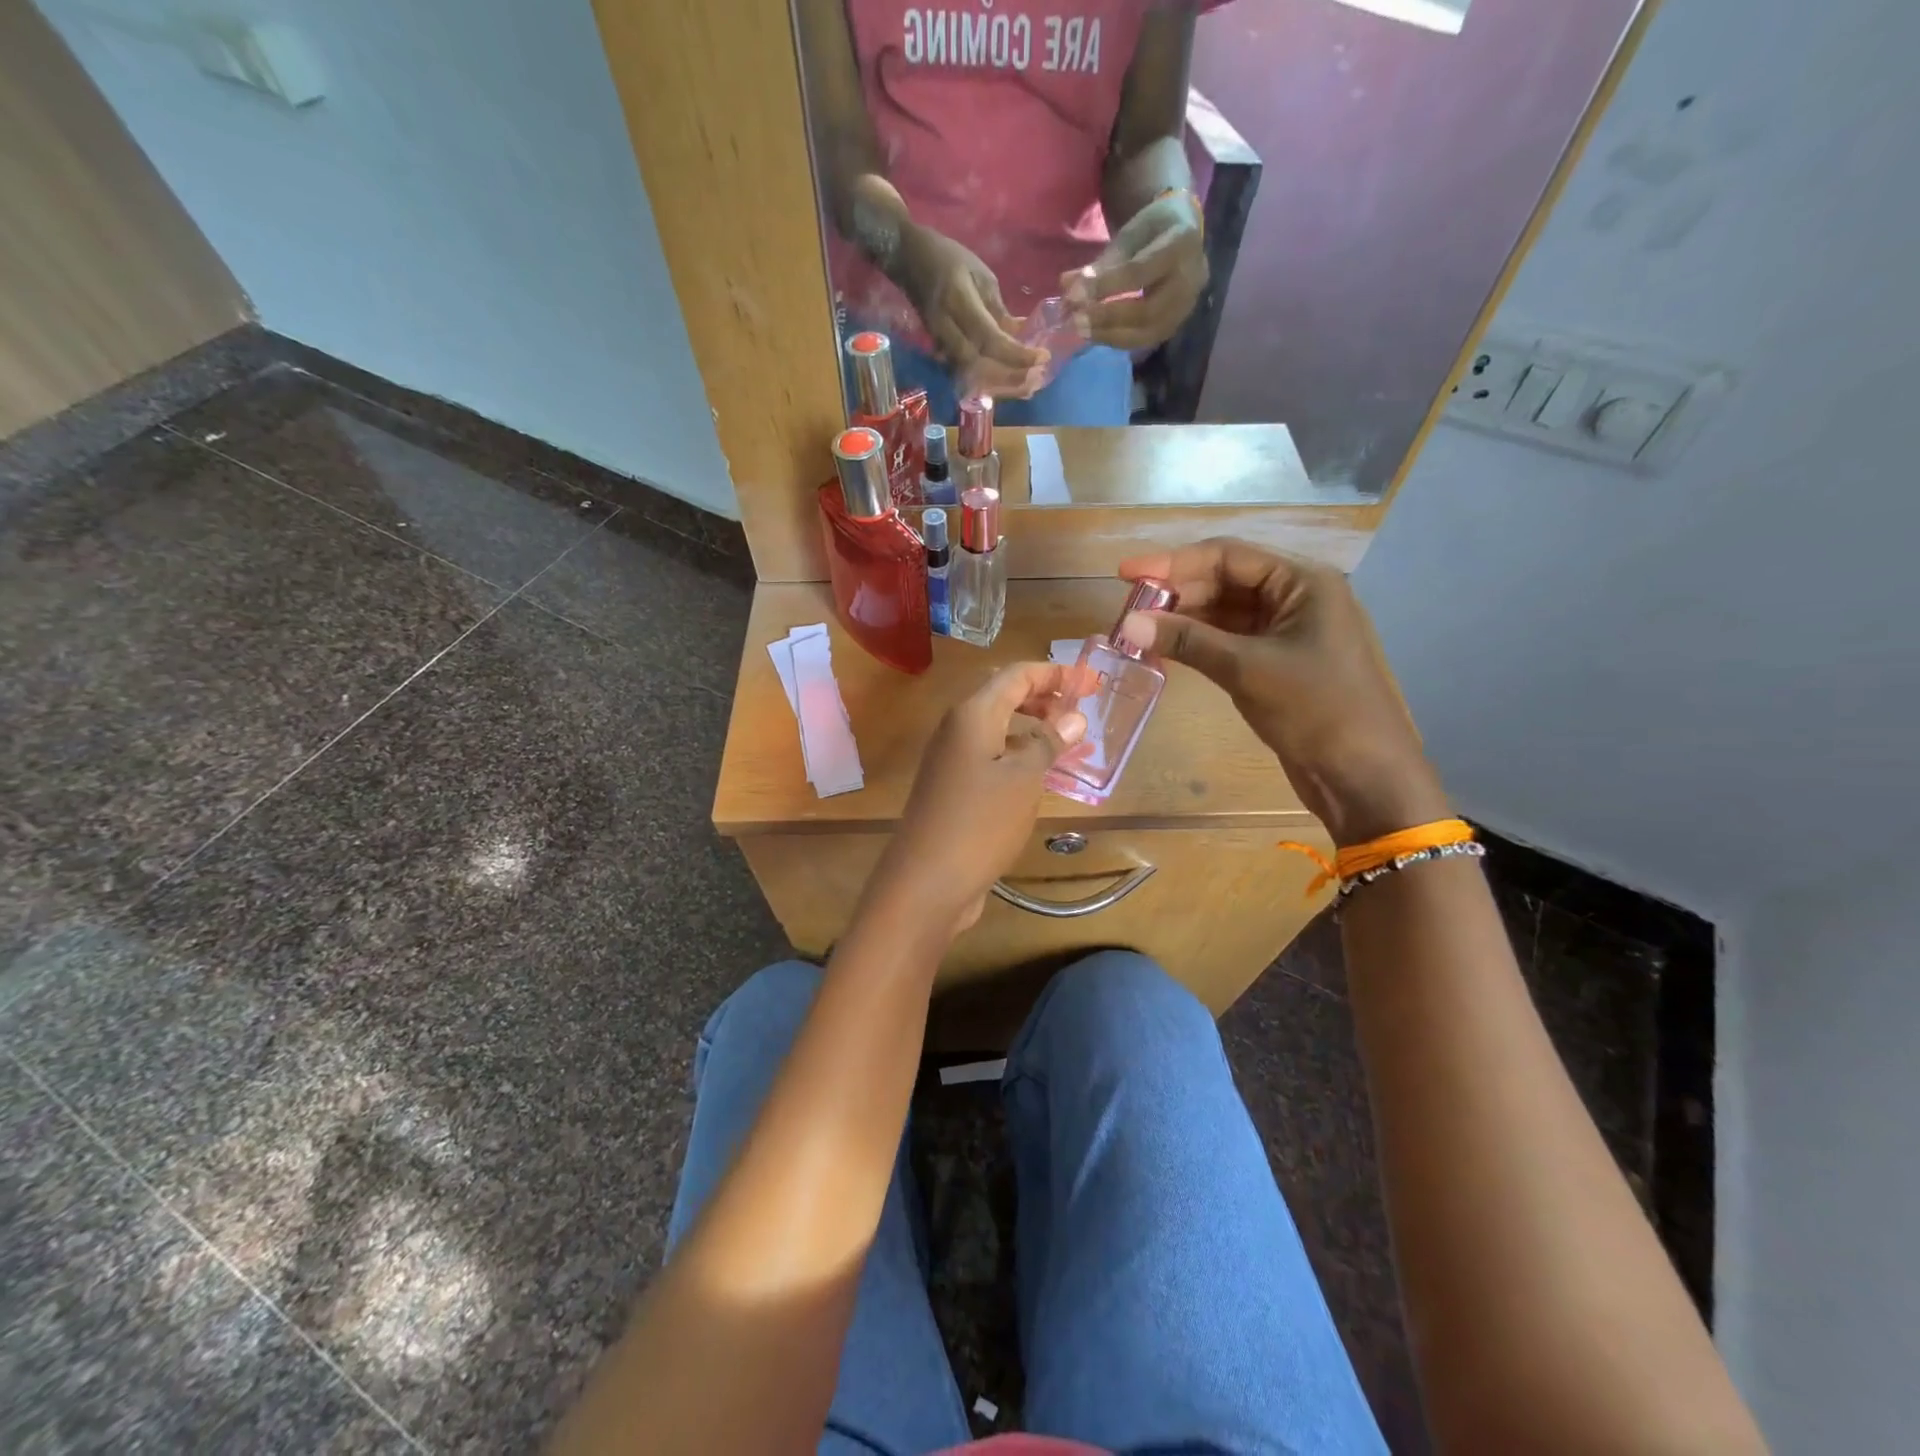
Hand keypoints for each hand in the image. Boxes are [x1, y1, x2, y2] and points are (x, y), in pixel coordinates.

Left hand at [869, 662, 1092, 939]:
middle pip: (1004, 698)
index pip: (1016, 675)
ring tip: (1072, 742)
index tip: (1091, 682)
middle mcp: (958, 729)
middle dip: (1045, 698)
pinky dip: (1020, 757)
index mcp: (972, 715)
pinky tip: (1044, 776)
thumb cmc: (980, 822)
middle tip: (1083, 709)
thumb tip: (1073, 718)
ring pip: (999, 729)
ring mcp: (952, 760)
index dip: (1055, 674)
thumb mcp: (1023, 779)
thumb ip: (1048, 743)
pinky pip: (993, 758)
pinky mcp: (954, 789)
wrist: (926, 881)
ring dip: (1034, 729)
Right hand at [894, 225, 1047, 397]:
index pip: (990, 339)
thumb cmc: (948, 259)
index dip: (1016, 354)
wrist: (908, 259)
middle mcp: (946, 329)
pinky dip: (987, 381)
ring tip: (1026, 387)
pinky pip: (965, 373)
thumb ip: (998, 310)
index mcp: (958, 302)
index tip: (1041, 358)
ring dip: (1000, 385)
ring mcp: (939, 343)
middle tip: (1036, 381)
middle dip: (1010, 378)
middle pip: (980, 366)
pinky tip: (1007, 383)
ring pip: (972, 375)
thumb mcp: (981, 275)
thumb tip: (1018, 336)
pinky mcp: (938, 351)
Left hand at [1062, 190, 1207, 350]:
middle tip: (1076, 321)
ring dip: (1110, 335)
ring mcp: (1186, 308)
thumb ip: (1101, 263)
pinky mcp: (1175, 326)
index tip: (1073, 294)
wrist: (1183, 235)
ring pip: (1146, 332)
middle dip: (1107, 318)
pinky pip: (1145, 341)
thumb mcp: (1129, 235)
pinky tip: (1096, 335)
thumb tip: (1067, 286)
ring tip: (1081, 331)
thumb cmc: (1152, 231)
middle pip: (1146, 311)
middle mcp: (1191, 280)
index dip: (1104, 286)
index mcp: (1181, 244)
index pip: (1138, 272)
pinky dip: (1118, 340)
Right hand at [1116, 539, 1448, 846]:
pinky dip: (1199, 643)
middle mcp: (1296, 597)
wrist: (1363, 776)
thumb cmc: (1316, 710)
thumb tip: (1127, 622)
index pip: (1227, 556)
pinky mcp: (1278, 662)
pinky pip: (1230, 640)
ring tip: (1137, 631)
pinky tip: (1166, 649)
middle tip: (1128, 610)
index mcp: (1302, 582)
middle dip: (1176, 593)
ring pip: (1225, 612)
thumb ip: (1187, 640)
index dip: (1172, 563)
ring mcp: (1288, 631)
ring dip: (1184, 619)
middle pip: (1225, 581)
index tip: (1126, 573)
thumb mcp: (1247, 669)